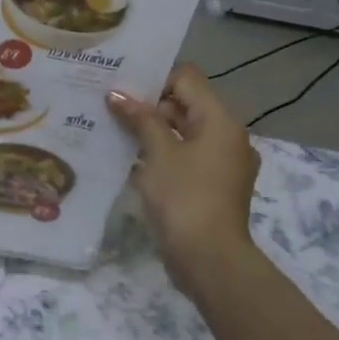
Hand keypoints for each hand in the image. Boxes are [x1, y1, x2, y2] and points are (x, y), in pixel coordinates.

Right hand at [107, 65, 260, 290]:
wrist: (209, 260)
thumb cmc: (184, 198)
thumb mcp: (158, 153)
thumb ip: (140, 119)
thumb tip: (116, 94)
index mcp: (220, 121)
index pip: (187, 79)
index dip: (155, 79)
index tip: (122, 88)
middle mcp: (228, 136)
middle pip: (186, 105)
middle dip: (150, 106)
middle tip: (110, 108)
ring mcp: (222, 163)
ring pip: (184, 133)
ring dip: (153, 131)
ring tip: (114, 131)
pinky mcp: (212, 186)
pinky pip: (186, 157)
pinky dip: (163, 155)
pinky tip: (131, 160)